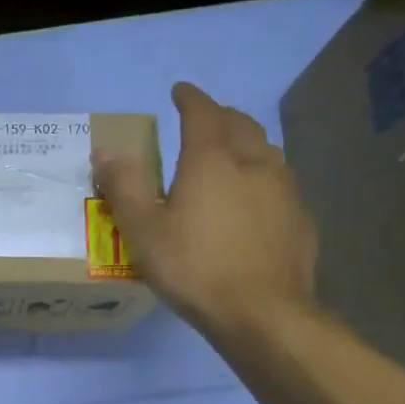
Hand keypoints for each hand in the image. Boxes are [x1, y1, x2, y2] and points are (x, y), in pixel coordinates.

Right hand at [93, 82, 316, 339]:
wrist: (262, 313)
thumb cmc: (194, 266)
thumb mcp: (143, 229)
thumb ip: (124, 186)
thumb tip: (104, 151)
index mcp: (212, 160)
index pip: (202, 113)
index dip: (190, 98)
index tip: (179, 90)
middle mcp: (254, 163)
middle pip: (240, 125)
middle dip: (220, 115)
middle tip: (203, 118)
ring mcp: (284, 190)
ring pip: (266, 150)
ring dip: (245, 142)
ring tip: (230, 152)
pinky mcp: (300, 218)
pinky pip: (280, 182)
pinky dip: (262, 175)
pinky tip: (254, 198)